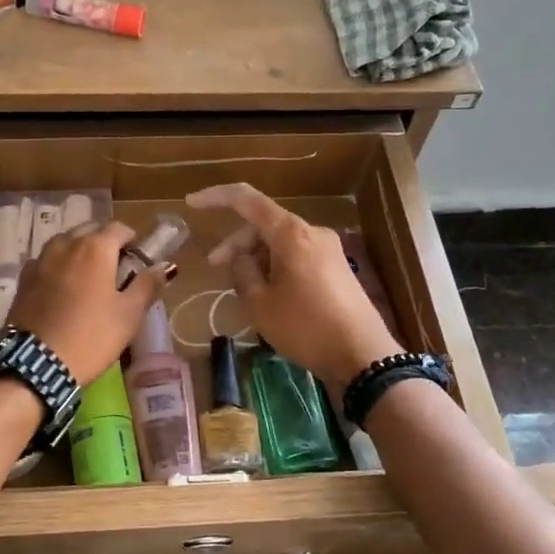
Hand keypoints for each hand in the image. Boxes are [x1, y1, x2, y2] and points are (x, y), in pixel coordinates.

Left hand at [7, 221, 170, 384]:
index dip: (132, 240)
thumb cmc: (91, 336)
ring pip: (66, 244)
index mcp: (95, 248)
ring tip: (88, 278)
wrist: (37, 364)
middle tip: (115, 270)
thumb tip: (164, 267)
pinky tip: (62, 289)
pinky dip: (58, 267)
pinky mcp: (24, 278)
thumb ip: (147, 285)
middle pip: (90, 231)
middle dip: (105, 243)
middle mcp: (66, 244)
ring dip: (80, 252)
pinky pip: (46, 261)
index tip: (138, 259)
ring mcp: (41, 259)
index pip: (119, 228)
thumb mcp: (129, 314)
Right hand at [186, 183, 401, 390]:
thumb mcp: (260, 304)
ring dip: (256, 256)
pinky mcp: (336, 268)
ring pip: (280, 241)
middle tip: (214, 267)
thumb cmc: (306, 327)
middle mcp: (311, 232)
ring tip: (243, 289)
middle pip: (263, 224)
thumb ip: (243, 272)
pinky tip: (268, 292)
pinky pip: (296, 255)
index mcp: (291, 233)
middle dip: (236, 241)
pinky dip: (275, 265)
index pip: (247, 200)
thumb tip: (240, 258)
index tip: (191, 203)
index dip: (216, 197)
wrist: (363, 356)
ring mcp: (328, 249)